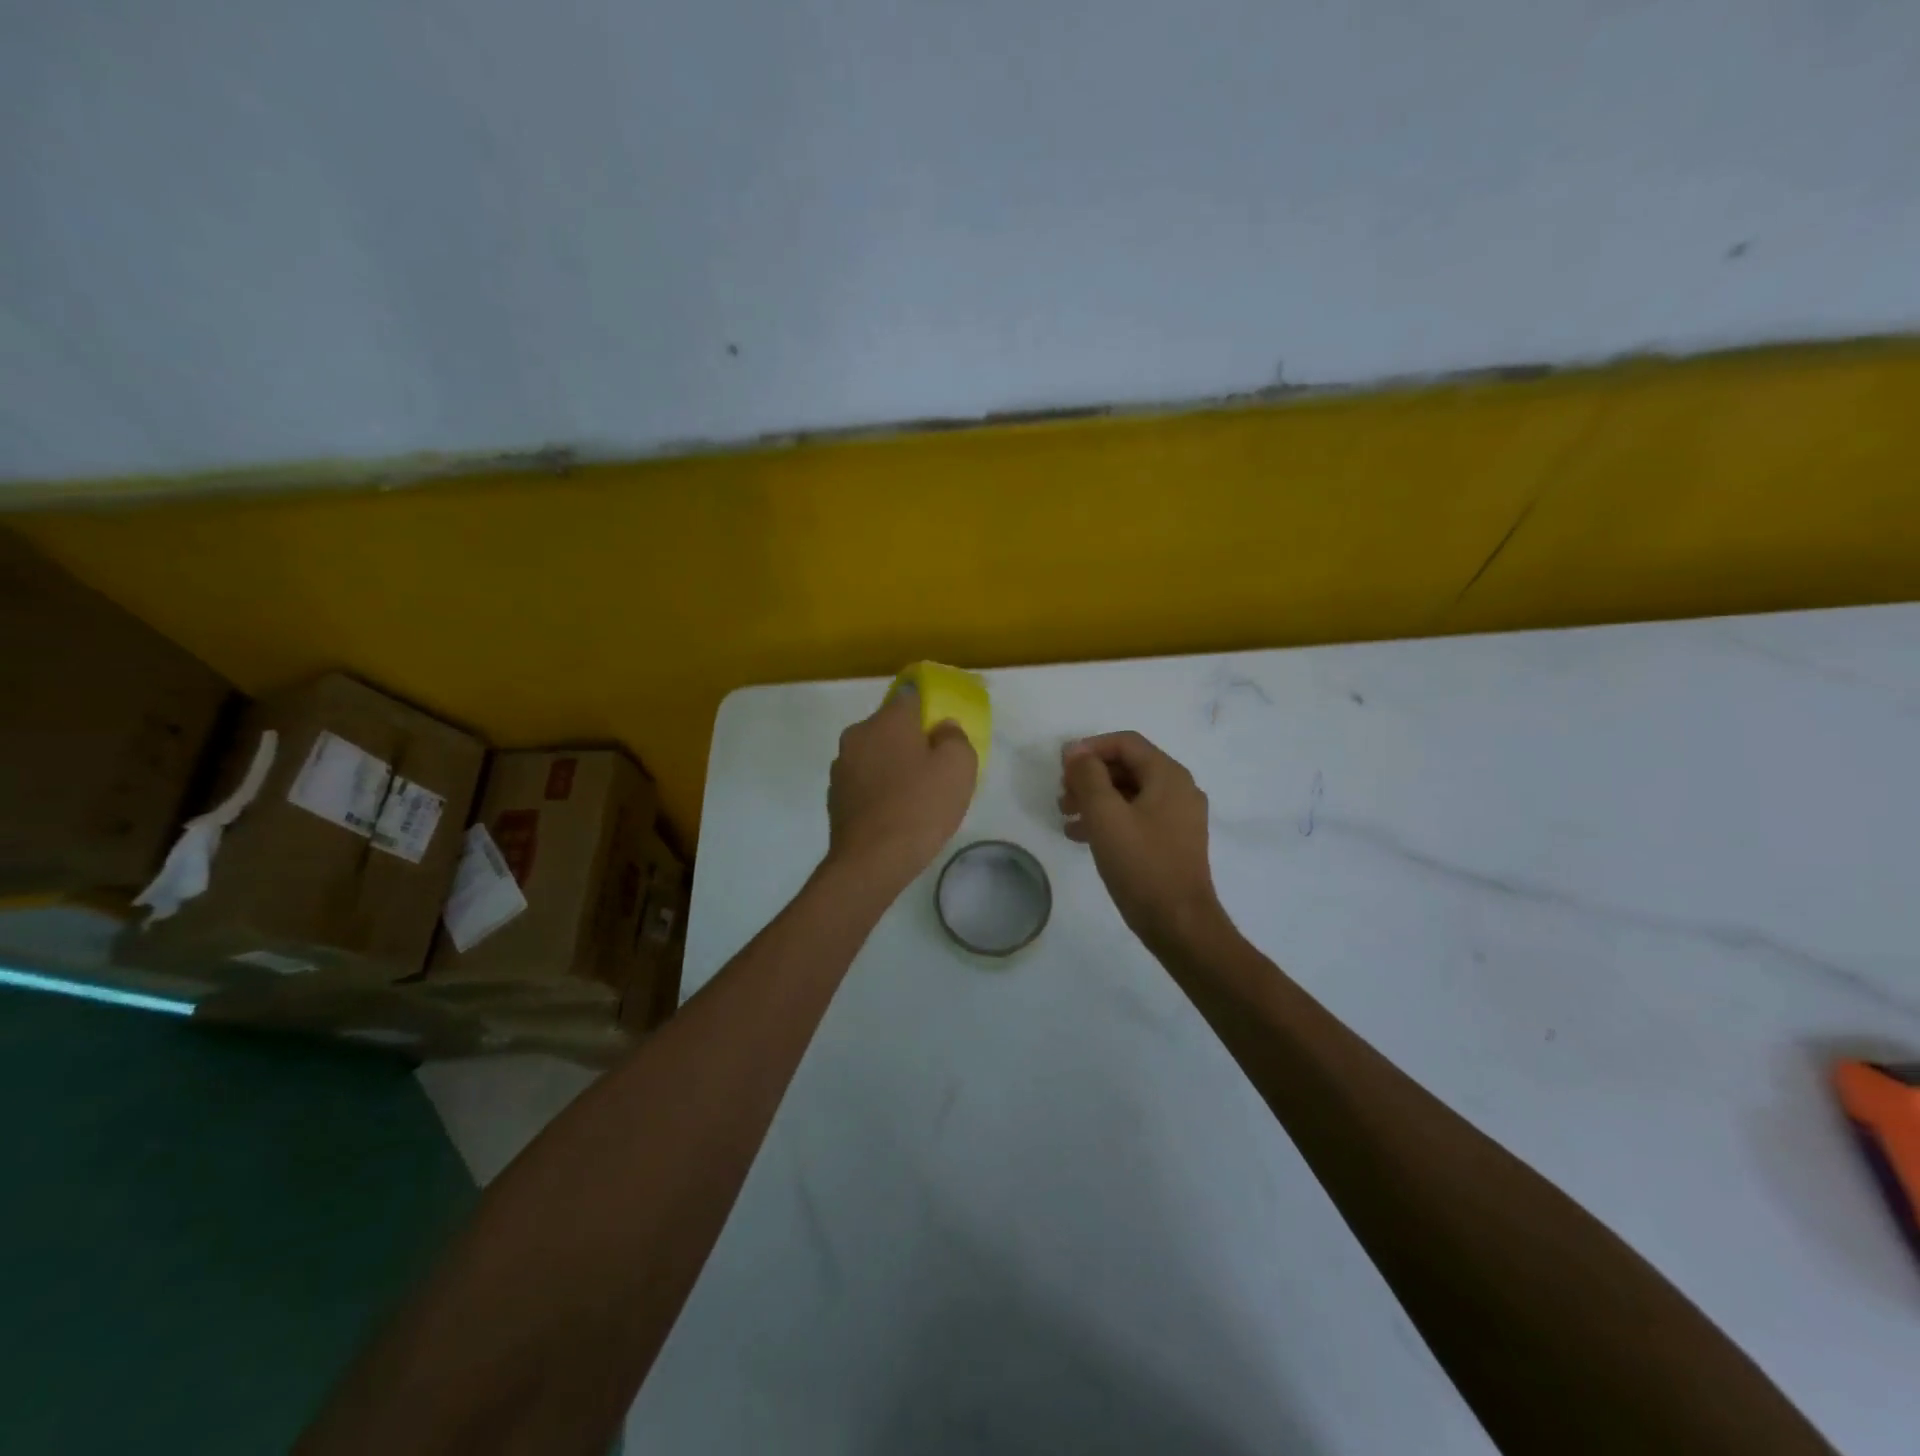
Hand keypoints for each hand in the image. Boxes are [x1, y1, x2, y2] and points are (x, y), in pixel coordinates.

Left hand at [826, 688, 977, 889]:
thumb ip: (954, 737)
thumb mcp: (959, 767)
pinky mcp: (834, 796)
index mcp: (888, 720)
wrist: (871, 861)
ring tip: (915, 794)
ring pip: (875, 754)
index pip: (910, 695)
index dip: (928, 706)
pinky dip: (879, 789)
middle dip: (910, 739)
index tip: (942, 726)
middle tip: (935, 766)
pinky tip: (895, 812)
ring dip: (892, 765)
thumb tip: (941, 728)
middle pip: (890, 726)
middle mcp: (859, 734)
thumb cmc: (920, 807)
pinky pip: (864, 781)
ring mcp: (842, 766)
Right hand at [1060, 732, 1226, 952]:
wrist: (1179, 923)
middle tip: (1062, 796)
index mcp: (1168, 775)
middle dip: (1090, 777)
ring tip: (1065, 817)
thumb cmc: (1141, 864)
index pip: (1125, 743)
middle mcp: (1179, 789)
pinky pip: (1137, 817)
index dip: (1090, 748)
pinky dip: (1109, 820)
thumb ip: (1088, 777)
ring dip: (1095, 799)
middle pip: (1127, 767)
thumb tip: (1075, 751)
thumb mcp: (1106, 816)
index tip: (1061, 768)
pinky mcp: (1173, 841)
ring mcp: (1178, 817)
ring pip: (1130, 793)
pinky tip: (1082, 837)